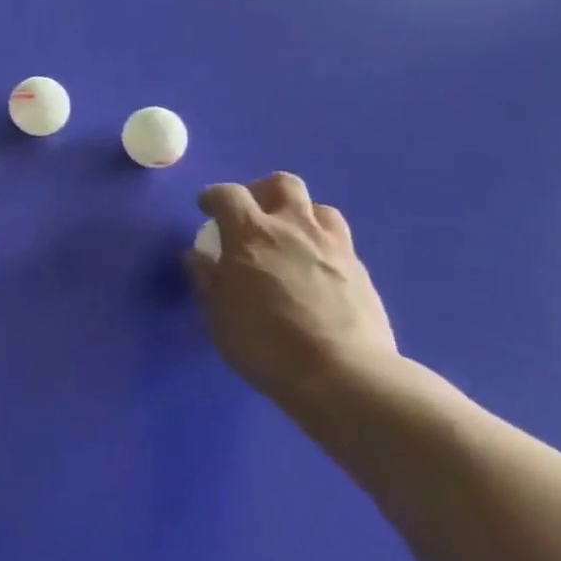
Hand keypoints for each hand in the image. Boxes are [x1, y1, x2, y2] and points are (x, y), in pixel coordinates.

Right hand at [185, 174, 398, 407]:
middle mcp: (293, 228)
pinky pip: (340, 241)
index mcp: (250, 233)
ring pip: (319, 208)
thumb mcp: (218, 315)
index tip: (207, 209)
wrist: (345, 377)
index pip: (228, 193)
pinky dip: (323, 244)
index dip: (214, 196)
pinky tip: (316, 270)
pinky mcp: (361, 271)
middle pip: (282, 184)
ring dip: (300, 215)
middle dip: (263, 192)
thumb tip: (198, 255)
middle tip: (253, 215)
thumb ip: (207, 278)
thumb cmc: (266, 344)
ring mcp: (333, 246)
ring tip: (290, 239)